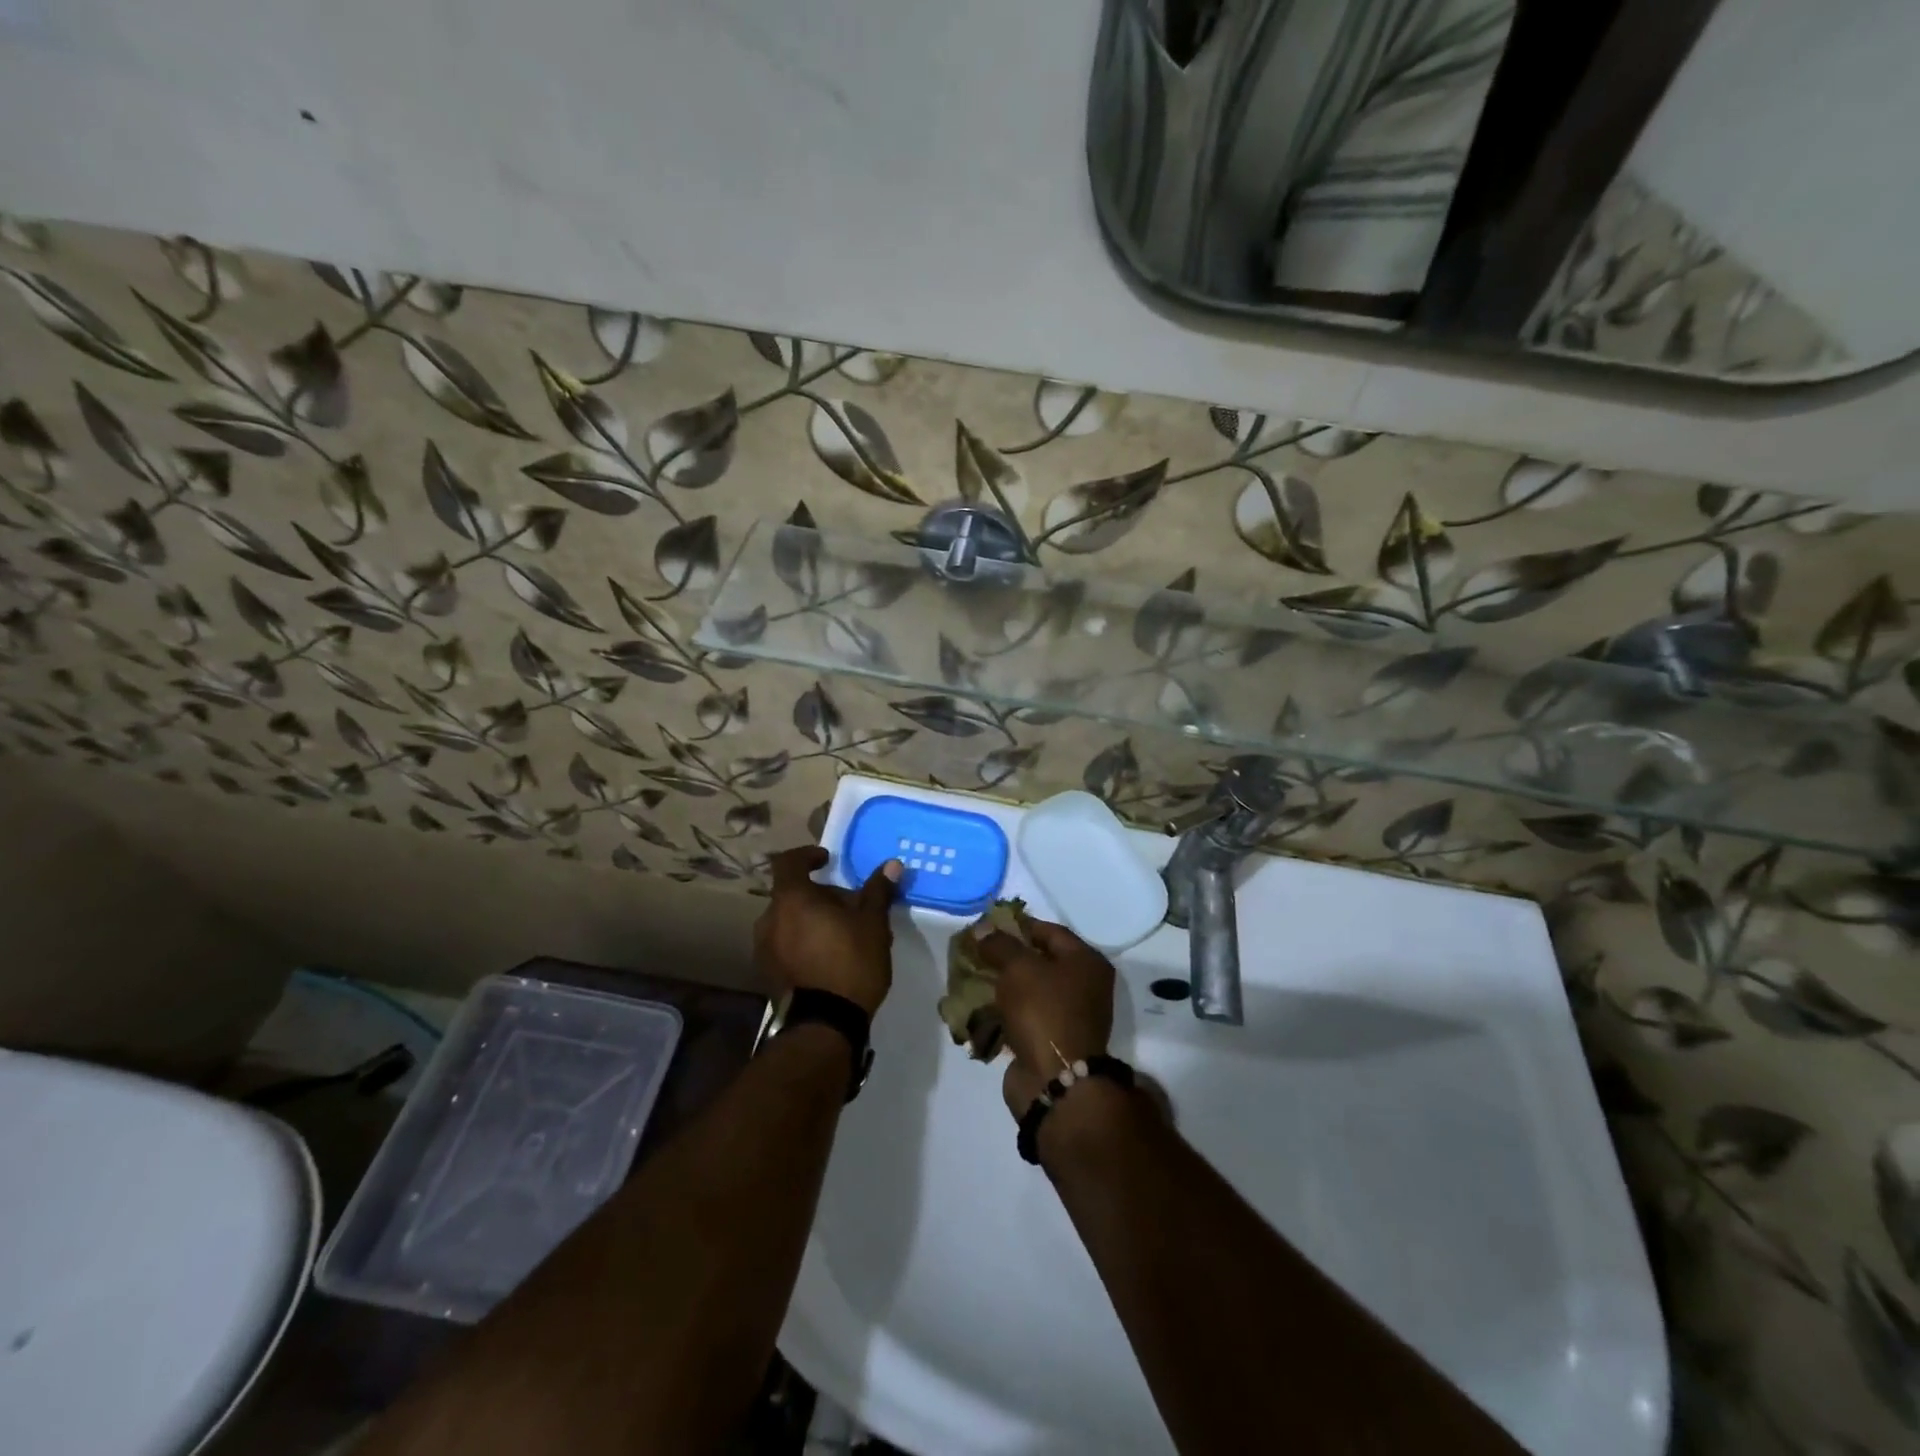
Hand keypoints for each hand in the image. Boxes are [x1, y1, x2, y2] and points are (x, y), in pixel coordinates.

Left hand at [755, 846, 901, 1016]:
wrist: (824, 1025)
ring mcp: (764, 949)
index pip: (788, 862)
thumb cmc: (850, 962)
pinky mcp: (767, 974)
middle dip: (819, 895)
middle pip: (792, 894)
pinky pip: (785, 944)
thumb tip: (892, 864)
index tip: (827, 860)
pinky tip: (827, 957)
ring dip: (811, 919)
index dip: (807, 856)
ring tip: (841, 934)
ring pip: (788, 921)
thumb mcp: (873, 923)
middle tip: (849, 907)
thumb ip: (878, 891)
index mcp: (791, 899)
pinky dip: (803, 941)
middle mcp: (769, 919)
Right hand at [976, 920, 1115, 1119]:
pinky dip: (1002, 1012)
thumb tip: (983, 929)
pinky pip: (1023, 1017)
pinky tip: (977, 1008)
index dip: (1018, 926)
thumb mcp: (1018, 967)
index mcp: (1086, 962)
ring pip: (1028, 991)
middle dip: (1005, 957)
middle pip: (1039, 961)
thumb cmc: (1043, 1011)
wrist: (1055, 1081)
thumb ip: (1000, 944)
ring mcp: (1068, 1016)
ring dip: (1001, 986)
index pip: (1050, 931)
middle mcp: (1084, 986)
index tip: (988, 928)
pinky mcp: (1050, 1041)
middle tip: (976, 953)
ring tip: (970, 980)